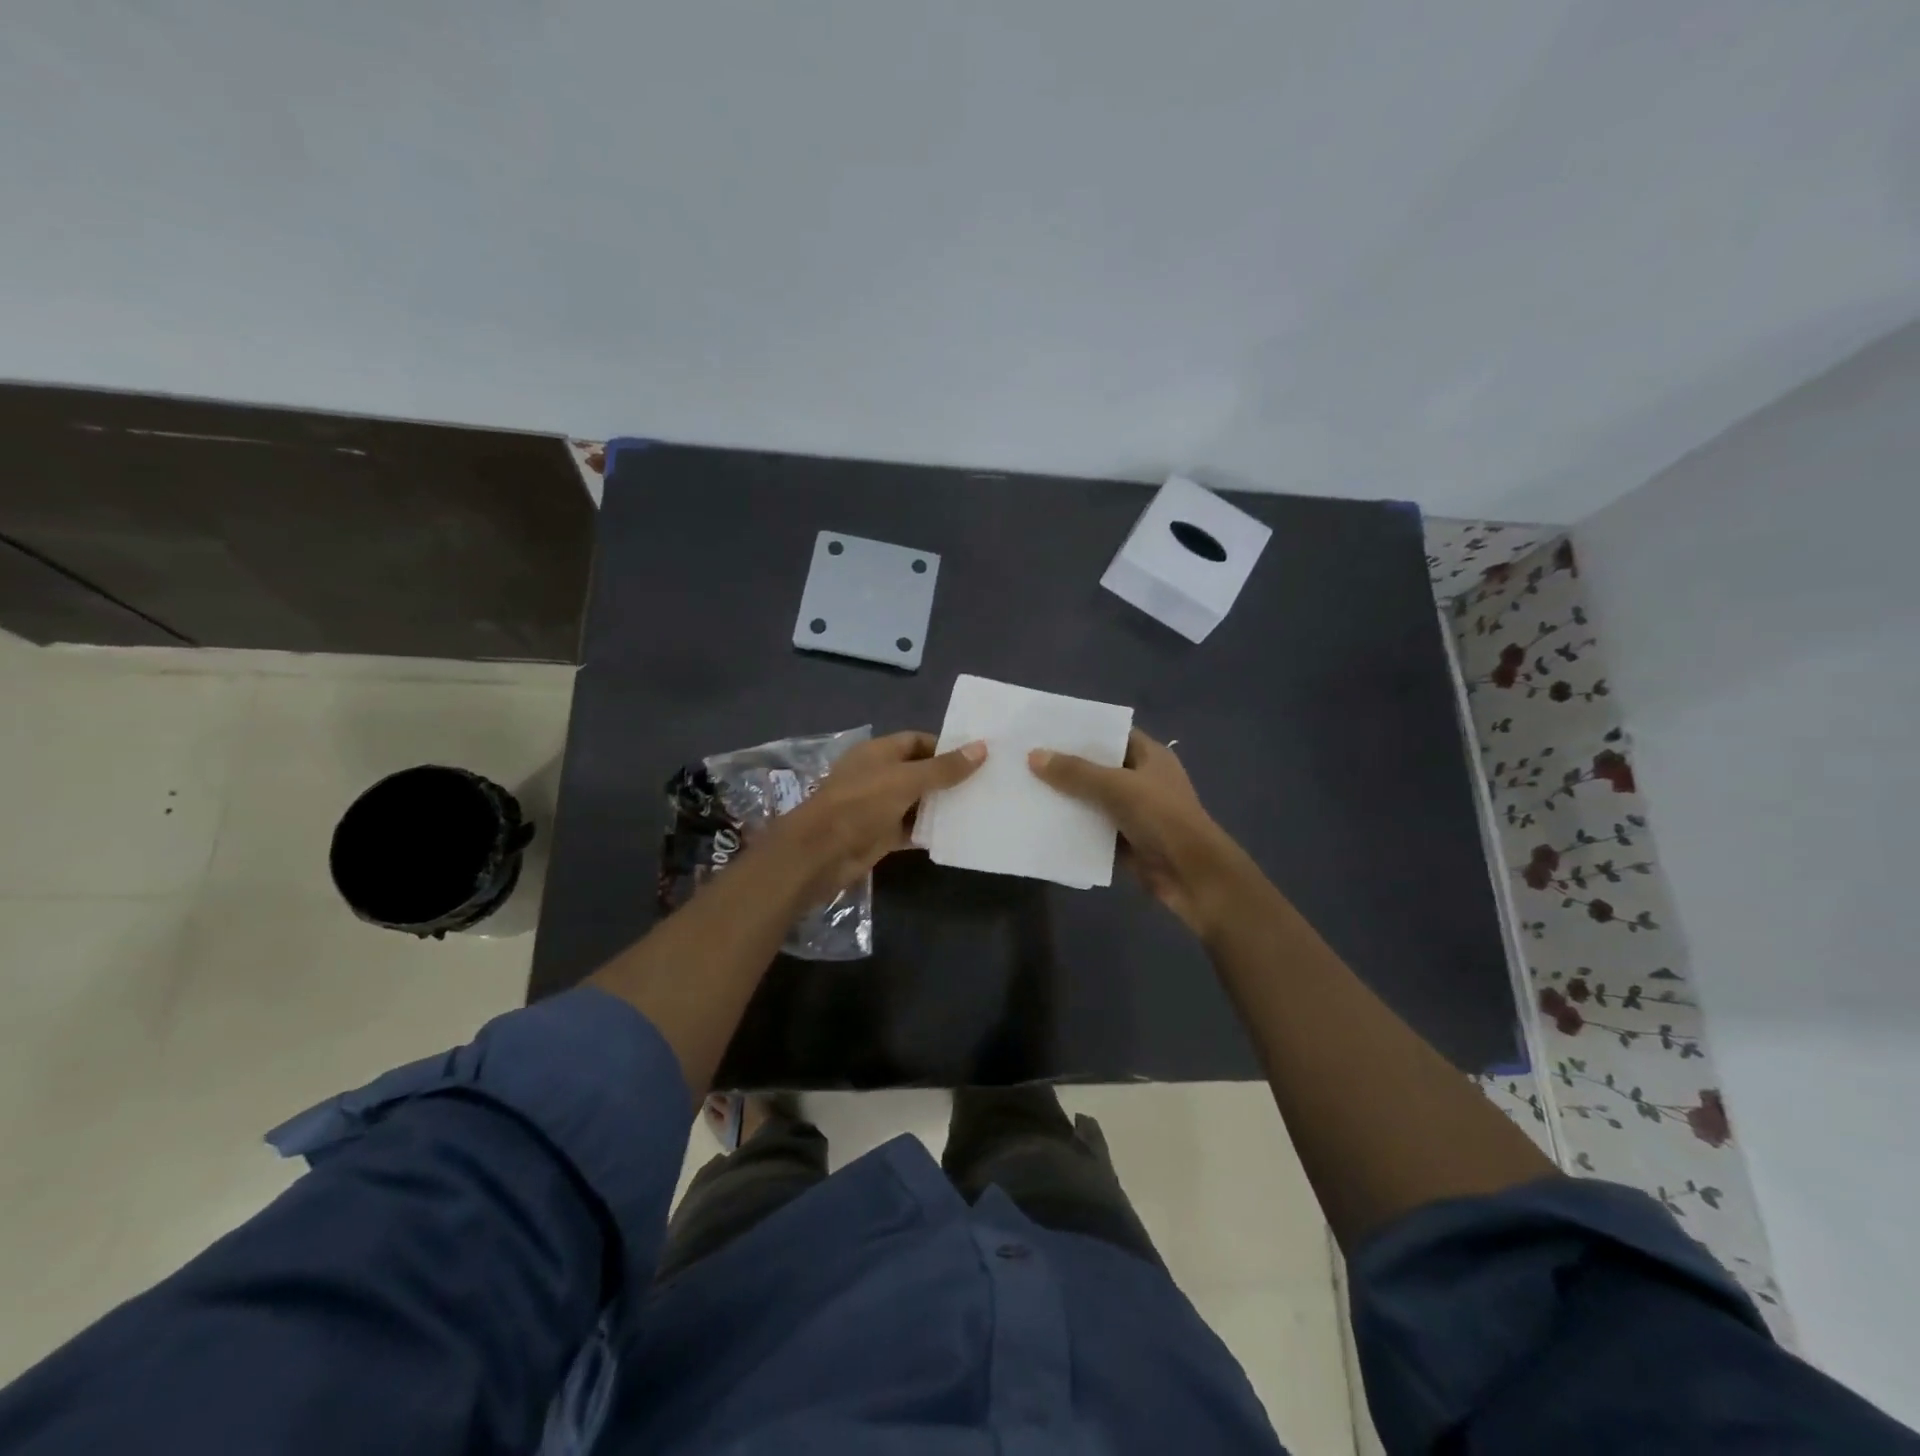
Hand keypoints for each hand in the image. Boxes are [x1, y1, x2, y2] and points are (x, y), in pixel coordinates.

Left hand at [767, 731, 985, 900]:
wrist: (822, 851)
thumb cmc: (862, 803)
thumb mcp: (906, 780)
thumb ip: (944, 768)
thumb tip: (981, 748)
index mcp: (879, 752)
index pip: (918, 741)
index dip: (946, 747)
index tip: (977, 757)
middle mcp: (879, 775)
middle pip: (920, 772)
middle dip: (948, 778)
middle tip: (986, 783)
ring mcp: (879, 806)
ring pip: (917, 802)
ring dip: (942, 806)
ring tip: (980, 807)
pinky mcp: (881, 834)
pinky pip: (911, 829)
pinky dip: (930, 831)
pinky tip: (958, 834)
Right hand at [1028, 729, 1244, 933]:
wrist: (1192, 875)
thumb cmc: (1161, 818)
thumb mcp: (1116, 787)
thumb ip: (1075, 772)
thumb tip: (1034, 755)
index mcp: (1150, 756)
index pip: (1112, 735)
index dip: (1082, 731)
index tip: (1046, 729)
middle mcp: (1142, 780)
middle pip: (1099, 767)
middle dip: (1067, 765)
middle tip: (1026, 758)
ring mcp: (1135, 812)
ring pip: (1093, 800)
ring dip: (1067, 798)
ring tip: (1026, 788)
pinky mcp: (1125, 841)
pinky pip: (1094, 829)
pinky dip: (1074, 827)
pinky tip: (1042, 822)